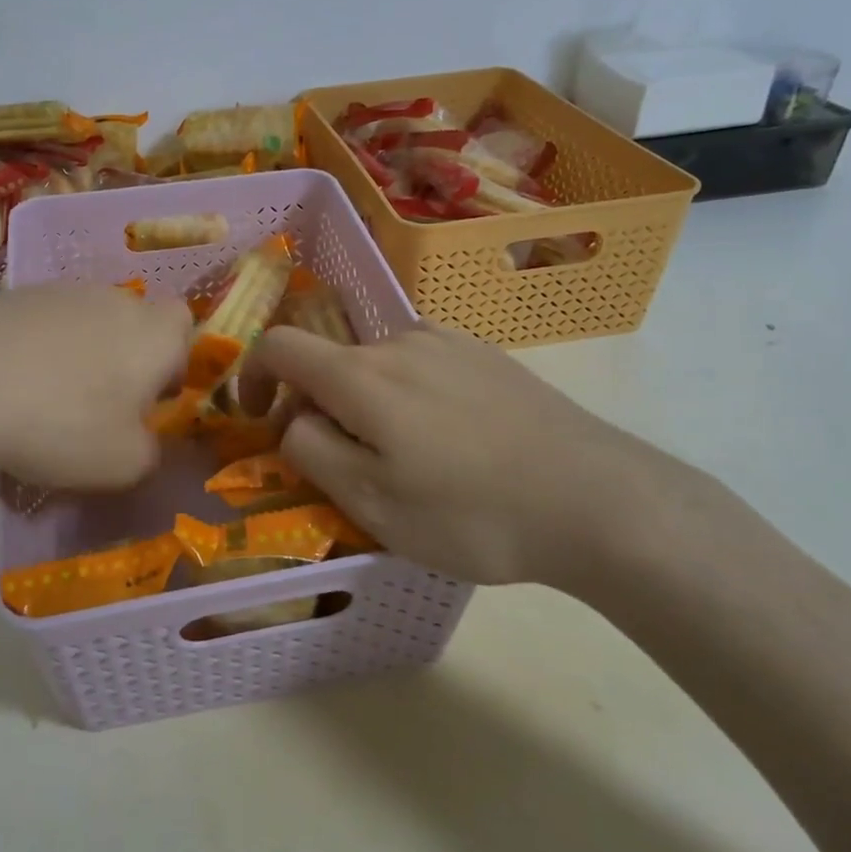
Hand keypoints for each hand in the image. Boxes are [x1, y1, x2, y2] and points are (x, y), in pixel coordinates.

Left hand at [0, 285, 193, 490]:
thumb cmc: (61, 424)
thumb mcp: (123, 463)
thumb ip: (149, 451)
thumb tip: (142, 439)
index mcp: (152, 332)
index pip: (184, 323)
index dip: (174, 357)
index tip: (150, 396)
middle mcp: (112, 299)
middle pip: (131, 321)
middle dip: (123, 358)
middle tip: (98, 405)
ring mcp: (56, 291)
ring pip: (83, 321)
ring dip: (76, 354)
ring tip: (43, 399)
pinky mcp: (8, 295)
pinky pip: (38, 324)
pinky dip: (32, 350)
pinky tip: (6, 386)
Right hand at [252, 324, 693, 586]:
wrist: (598, 499)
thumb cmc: (472, 512)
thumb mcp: (373, 502)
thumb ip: (312, 452)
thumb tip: (292, 421)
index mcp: (362, 374)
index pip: (279, 346)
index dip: (252, 378)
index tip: (257, 420)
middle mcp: (399, 340)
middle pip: (331, 363)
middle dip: (318, 408)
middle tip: (345, 470)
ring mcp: (449, 342)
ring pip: (378, 368)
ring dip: (367, 406)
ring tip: (406, 463)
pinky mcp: (487, 356)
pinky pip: (422, 368)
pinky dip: (409, 398)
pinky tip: (451, 444)